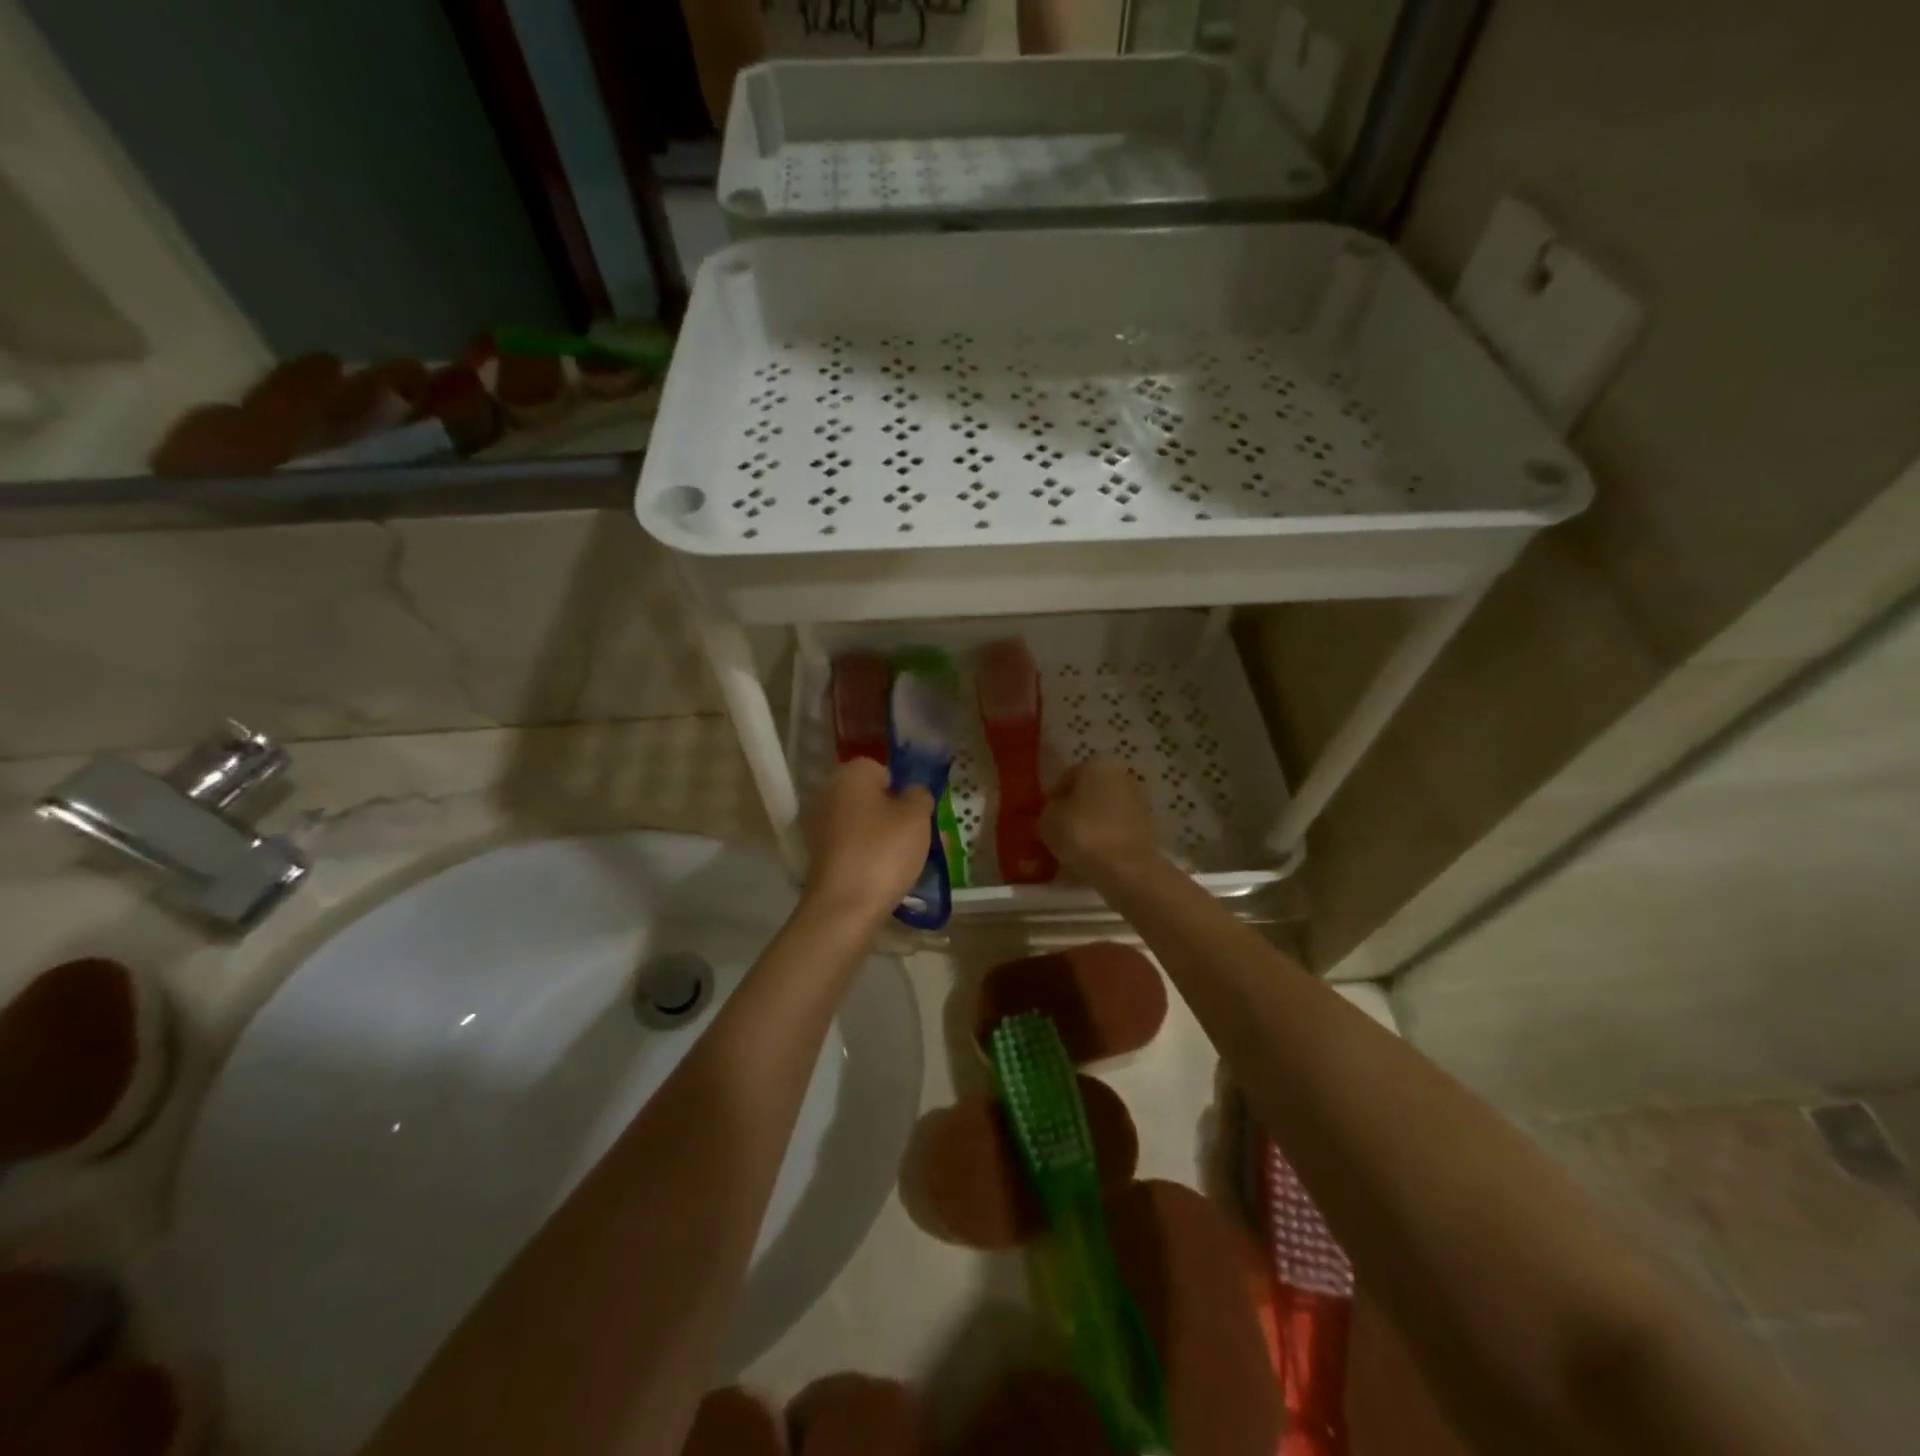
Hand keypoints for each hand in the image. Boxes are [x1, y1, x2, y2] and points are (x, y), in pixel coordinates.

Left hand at [803, 758, 933, 920]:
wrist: (844, 907)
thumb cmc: (883, 851)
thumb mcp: (917, 817)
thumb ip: (920, 795)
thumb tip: (912, 792)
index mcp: (850, 775)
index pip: (881, 769)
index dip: (903, 788)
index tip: (917, 812)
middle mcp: (828, 794)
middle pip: (869, 797)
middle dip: (893, 813)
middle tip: (916, 836)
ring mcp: (819, 827)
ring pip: (862, 824)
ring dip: (881, 837)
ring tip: (904, 860)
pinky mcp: (819, 857)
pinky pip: (852, 847)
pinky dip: (867, 856)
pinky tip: (883, 875)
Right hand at [1040, 755, 1162, 887]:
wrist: (1128, 870)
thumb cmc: (1083, 834)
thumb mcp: (1048, 820)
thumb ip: (1048, 810)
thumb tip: (1055, 812)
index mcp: (1096, 763)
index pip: (1065, 778)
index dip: (1052, 799)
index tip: (1044, 819)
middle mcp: (1121, 774)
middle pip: (1088, 792)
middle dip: (1074, 810)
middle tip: (1058, 833)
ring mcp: (1138, 800)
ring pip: (1103, 811)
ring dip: (1090, 825)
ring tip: (1074, 849)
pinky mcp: (1148, 826)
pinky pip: (1116, 829)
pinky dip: (1105, 838)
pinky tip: (1093, 857)